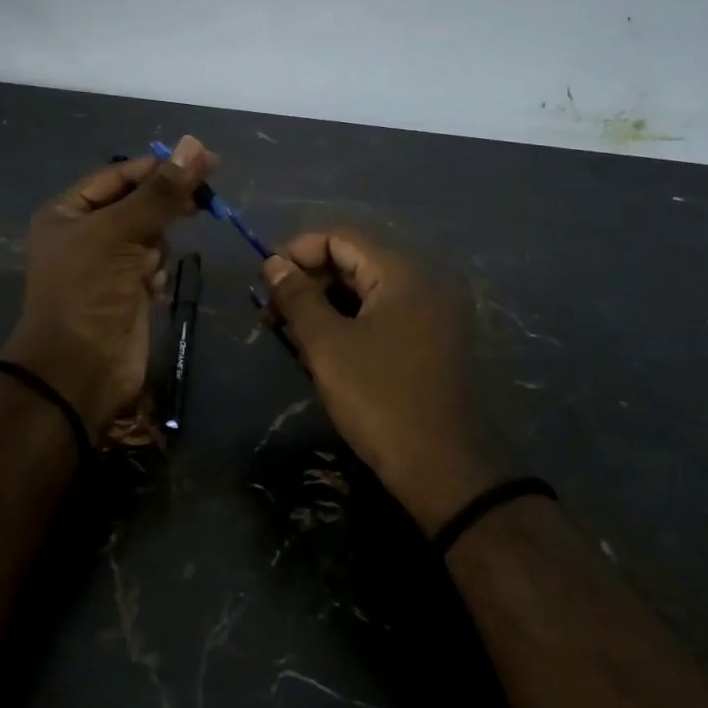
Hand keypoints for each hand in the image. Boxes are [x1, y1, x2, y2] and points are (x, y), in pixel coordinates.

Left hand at [1, 136, 217, 436]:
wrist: (79, 369)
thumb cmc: (89, 291)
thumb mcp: (120, 232)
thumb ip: (160, 192)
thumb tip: (195, 145)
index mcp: (68, 213)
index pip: (118, 176)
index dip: (158, 167)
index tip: (203, 160)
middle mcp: (85, 235)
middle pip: (137, 204)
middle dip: (164, 206)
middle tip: (206, 199)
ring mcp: (107, 266)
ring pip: (150, 236)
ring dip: (157, 246)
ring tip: (147, 268)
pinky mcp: (127, 293)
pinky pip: (153, 266)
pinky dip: (157, 272)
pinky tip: (151, 288)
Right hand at [262, 232, 513, 533]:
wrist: (443, 468)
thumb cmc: (379, 399)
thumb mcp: (327, 346)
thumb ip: (297, 297)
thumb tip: (273, 264)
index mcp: (403, 272)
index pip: (340, 238)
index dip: (296, 252)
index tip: (263, 282)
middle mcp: (423, 281)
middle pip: (354, 261)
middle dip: (308, 281)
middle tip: (271, 314)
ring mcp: (432, 313)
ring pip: (366, 291)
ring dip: (325, 305)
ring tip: (290, 334)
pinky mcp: (431, 340)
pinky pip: (382, 314)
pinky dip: (349, 322)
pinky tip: (322, 349)